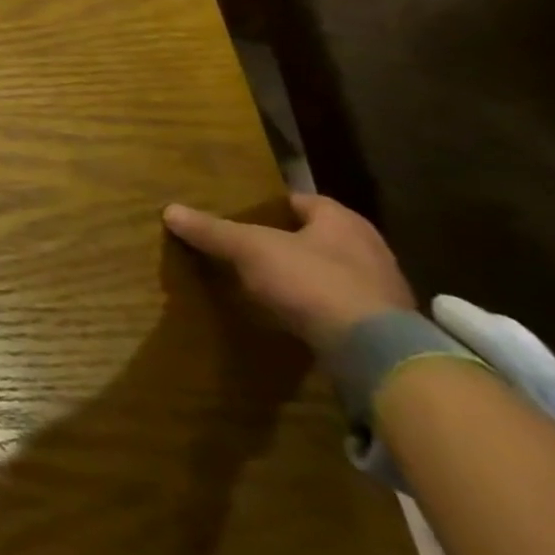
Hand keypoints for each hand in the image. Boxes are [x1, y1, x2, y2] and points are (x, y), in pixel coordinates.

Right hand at [163, 193, 414, 356]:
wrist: (375, 353)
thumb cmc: (312, 281)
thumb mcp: (250, 249)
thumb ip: (213, 231)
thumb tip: (170, 210)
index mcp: (343, 221)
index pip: (303, 201)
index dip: (272, 205)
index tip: (243, 214)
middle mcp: (369, 248)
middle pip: (319, 236)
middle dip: (287, 241)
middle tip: (249, 246)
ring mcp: (382, 290)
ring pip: (332, 271)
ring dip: (304, 275)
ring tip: (264, 281)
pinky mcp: (384, 327)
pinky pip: (341, 305)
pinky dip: (317, 305)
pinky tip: (291, 314)